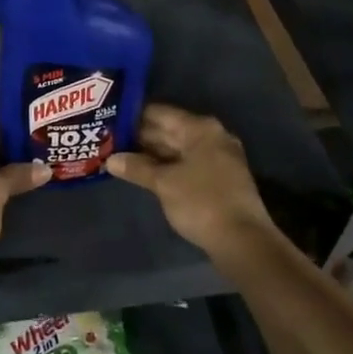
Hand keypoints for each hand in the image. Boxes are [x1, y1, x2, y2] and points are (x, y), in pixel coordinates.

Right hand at [106, 104, 278, 261]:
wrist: (243, 241)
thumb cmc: (201, 202)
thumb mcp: (164, 183)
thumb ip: (137, 167)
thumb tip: (110, 159)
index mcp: (200, 129)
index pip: (160, 113)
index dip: (134, 115)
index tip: (110, 119)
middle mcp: (211, 137)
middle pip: (170, 129)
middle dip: (141, 136)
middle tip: (109, 140)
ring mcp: (218, 158)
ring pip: (178, 149)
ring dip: (152, 154)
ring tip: (121, 156)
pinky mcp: (219, 179)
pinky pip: (187, 164)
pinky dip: (167, 167)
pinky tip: (145, 174)